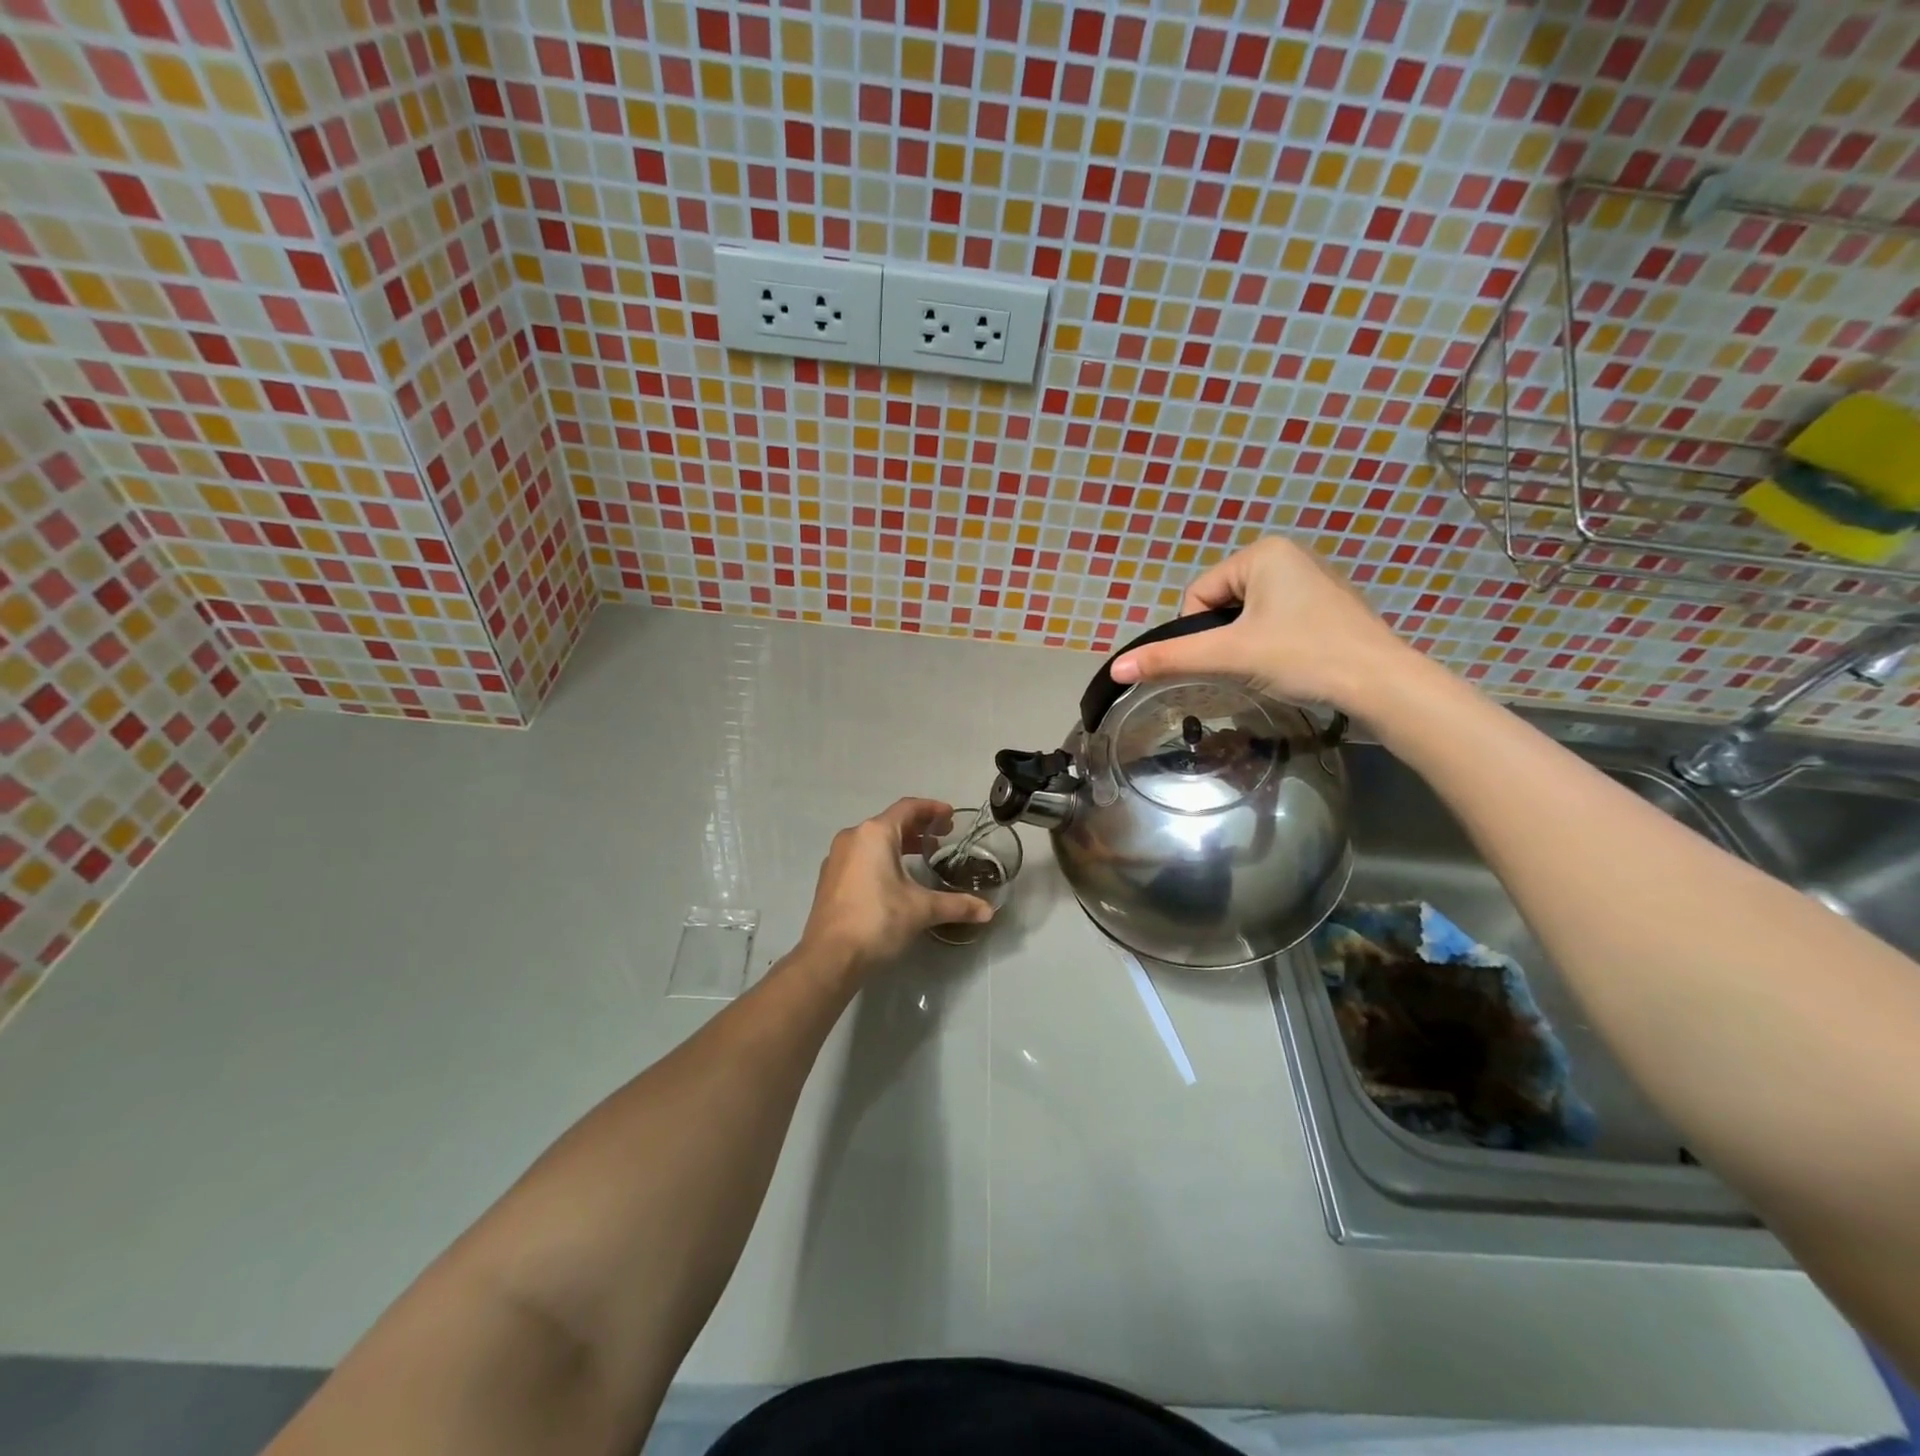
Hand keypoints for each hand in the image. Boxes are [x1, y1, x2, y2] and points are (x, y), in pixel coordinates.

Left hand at [799, 798, 992, 974]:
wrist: (830, 957)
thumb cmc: (878, 920)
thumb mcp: (921, 909)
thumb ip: (956, 905)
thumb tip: (988, 911)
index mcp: (875, 834)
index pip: (908, 808)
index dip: (932, 809)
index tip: (951, 816)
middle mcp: (853, 837)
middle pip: (890, 822)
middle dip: (918, 827)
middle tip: (942, 836)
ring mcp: (837, 857)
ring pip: (873, 840)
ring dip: (899, 843)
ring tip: (922, 855)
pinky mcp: (830, 878)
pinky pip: (860, 856)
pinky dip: (881, 857)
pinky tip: (894, 878)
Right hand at [1109, 536, 1413, 712]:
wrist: (1382, 685)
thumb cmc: (1304, 656)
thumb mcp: (1230, 656)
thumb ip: (1170, 659)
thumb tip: (1115, 669)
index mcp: (1263, 552)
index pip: (1198, 594)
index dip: (1200, 632)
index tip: (1227, 657)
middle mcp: (1288, 555)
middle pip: (1222, 605)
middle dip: (1226, 639)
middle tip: (1250, 665)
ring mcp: (1312, 580)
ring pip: (1248, 617)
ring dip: (1247, 645)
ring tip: (1272, 666)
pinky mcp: (1327, 606)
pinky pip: (1276, 622)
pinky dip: (1273, 645)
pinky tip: (1292, 663)